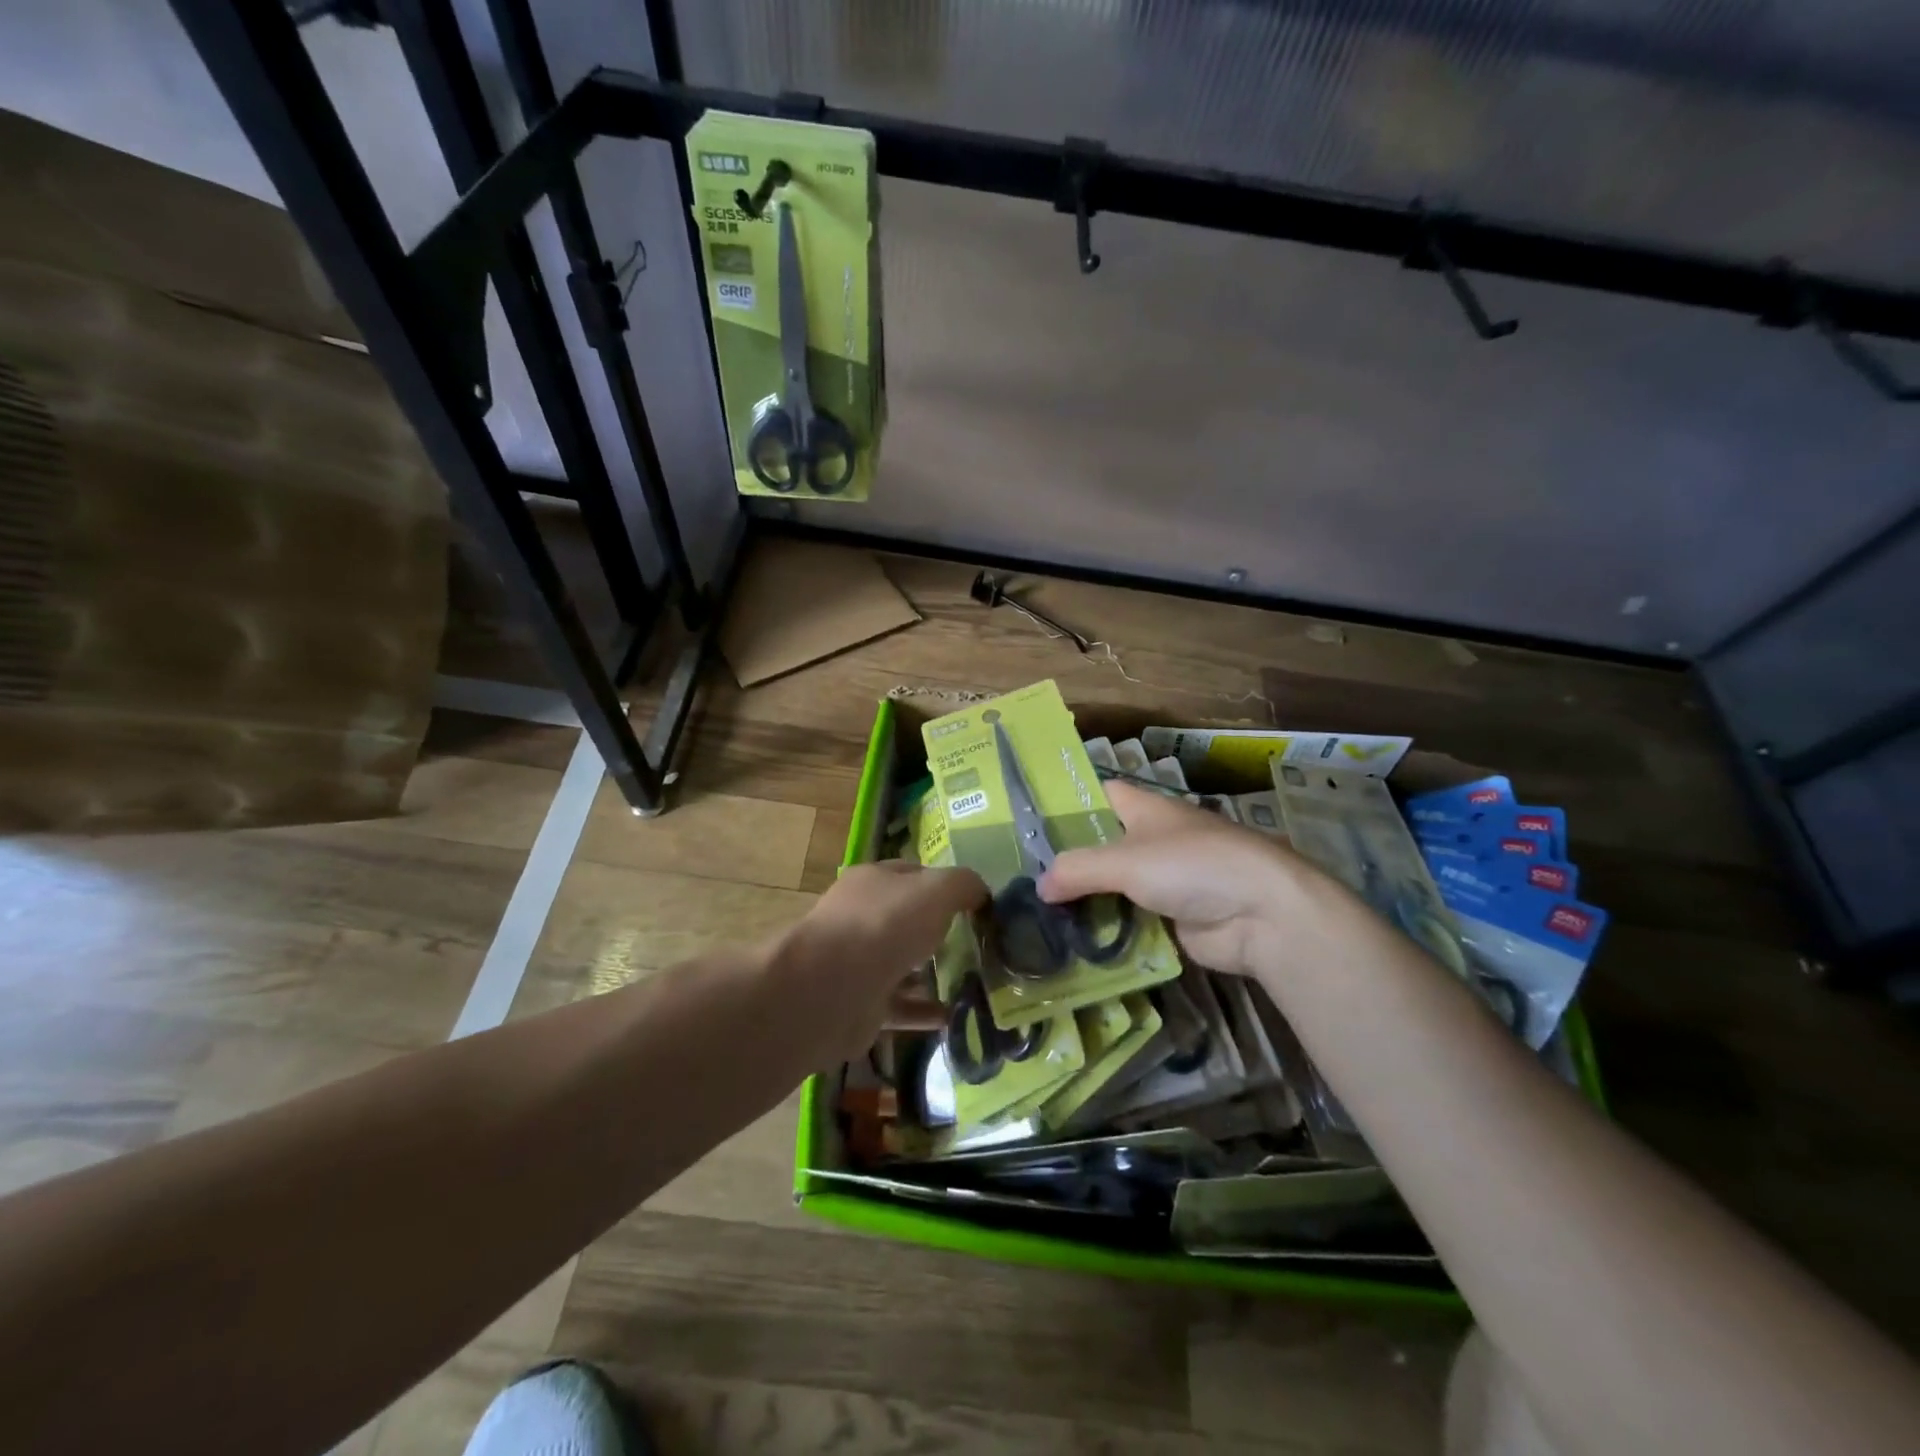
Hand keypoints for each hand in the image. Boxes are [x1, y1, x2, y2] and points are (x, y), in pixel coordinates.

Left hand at [775, 860, 986, 1059]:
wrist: (831, 990)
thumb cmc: (885, 925)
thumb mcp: (937, 890)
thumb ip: (964, 885)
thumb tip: (981, 893)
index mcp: (874, 881)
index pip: (915, 875)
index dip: (947, 885)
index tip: (979, 905)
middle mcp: (863, 917)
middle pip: (909, 920)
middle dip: (943, 932)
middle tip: (984, 946)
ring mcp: (859, 962)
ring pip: (905, 964)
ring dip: (937, 974)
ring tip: (979, 984)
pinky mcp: (861, 1004)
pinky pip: (902, 1005)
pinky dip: (927, 1011)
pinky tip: (958, 1017)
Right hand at [1039, 781, 1347, 982]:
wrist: (1263, 915)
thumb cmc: (1193, 867)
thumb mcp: (1126, 860)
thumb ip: (1077, 870)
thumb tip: (1039, 887)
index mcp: (1143, 809)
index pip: (1096, 795)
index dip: (1064, 804)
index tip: (1025, 822)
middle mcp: (1151, 839)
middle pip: (1100, 844)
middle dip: (1066, 860)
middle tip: (1019, 878)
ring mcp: (1163, 879)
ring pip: (1112, 885)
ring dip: (1084, 899)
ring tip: (1034, 913)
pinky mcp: (1171, 917)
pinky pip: (1128, 918)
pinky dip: (1106, 928)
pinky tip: (1071, 940)